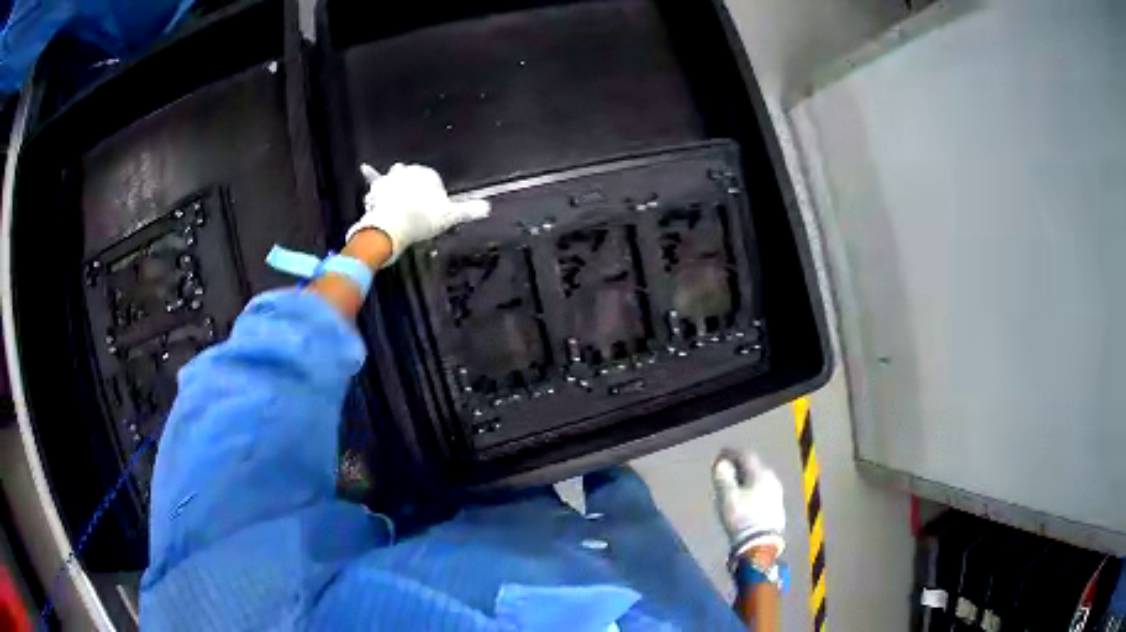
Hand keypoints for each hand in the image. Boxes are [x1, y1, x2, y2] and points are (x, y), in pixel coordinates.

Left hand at [347, 163, 490, 265]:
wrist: (395, 224)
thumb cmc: (424, 219)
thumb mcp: (450, 216)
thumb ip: (468, 211)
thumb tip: (489, 208)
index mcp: (429, 174)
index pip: (433, 182)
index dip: (432, 197)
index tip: (430, 213)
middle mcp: (411, 170)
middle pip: (414, 178)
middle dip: (414, 187)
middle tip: (415, 207)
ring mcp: (393, 177)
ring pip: (396, 178)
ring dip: (396, 184)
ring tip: (396, 195)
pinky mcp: (378, 186)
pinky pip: (374, 178)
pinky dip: (370, 173)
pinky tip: (364, 167)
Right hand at [712, 449, 785, 559]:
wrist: (761, 544)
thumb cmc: (742, 518)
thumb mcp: (727, 497)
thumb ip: (723, 477)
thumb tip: (721, 464)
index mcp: (760, 474)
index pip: (745, 456)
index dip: (731, 453)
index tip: (720, 454)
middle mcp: (772, 479)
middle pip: (753, 466)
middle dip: (738, 466)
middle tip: (725, 469)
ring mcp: (776, 493)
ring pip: (758, 479)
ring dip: (745, 479)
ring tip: (733, 485)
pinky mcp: (777, 506)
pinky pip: (762, 490)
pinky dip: (751, 489)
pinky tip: (744, 498)